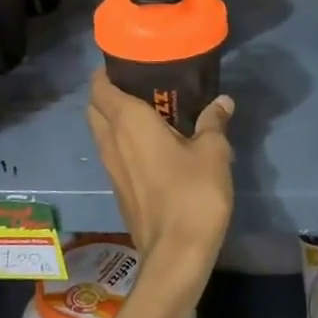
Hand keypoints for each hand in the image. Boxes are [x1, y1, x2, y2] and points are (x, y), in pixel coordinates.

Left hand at [87, 70, 234, 287]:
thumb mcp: (213, 152)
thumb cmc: (192, 194)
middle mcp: (111, 141)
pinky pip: (113, 153)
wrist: (175, 255)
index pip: (100, 87)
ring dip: (114, 119)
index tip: (127, 63)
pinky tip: (152, 145)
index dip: (107, 71)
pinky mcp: (119, 189)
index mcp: (128, 122)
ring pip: (101, 132)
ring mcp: (111, 168)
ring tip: (148, 111)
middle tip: (140, 85)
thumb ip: (214, 122)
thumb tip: (222, 101)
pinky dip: (123, 142)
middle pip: (95, 108)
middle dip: (108, 93)